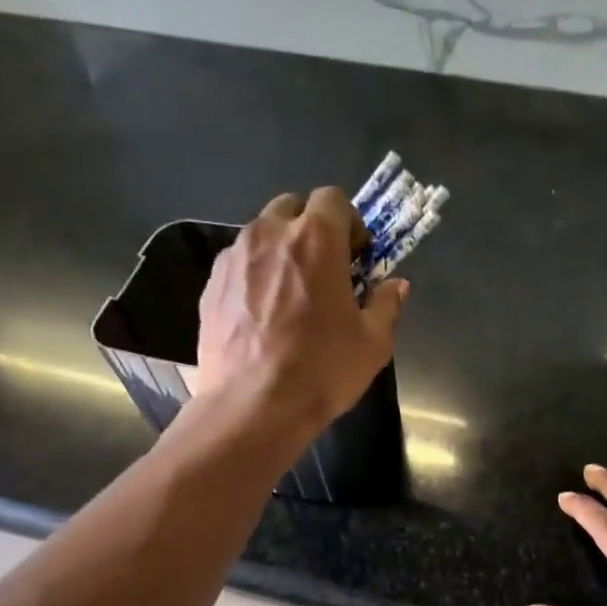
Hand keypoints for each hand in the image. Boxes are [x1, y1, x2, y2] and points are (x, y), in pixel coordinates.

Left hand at [196, 188, 407, 431]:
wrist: (253, 407)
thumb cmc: (322, 371)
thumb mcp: (373, 344)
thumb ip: (386, 304)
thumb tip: (395, 285)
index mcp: (316, 239)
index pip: (334, 199)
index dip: (350, 223)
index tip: (356, 257)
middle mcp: (270, 234)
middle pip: (293, 207)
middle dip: (312, 229)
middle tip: (325, 271)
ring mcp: (234, 257)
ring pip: (262, 234)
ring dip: (281, 251)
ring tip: (290, 295)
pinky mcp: (211, 284)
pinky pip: (239, 264)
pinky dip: (255, 275)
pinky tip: (262, 316)